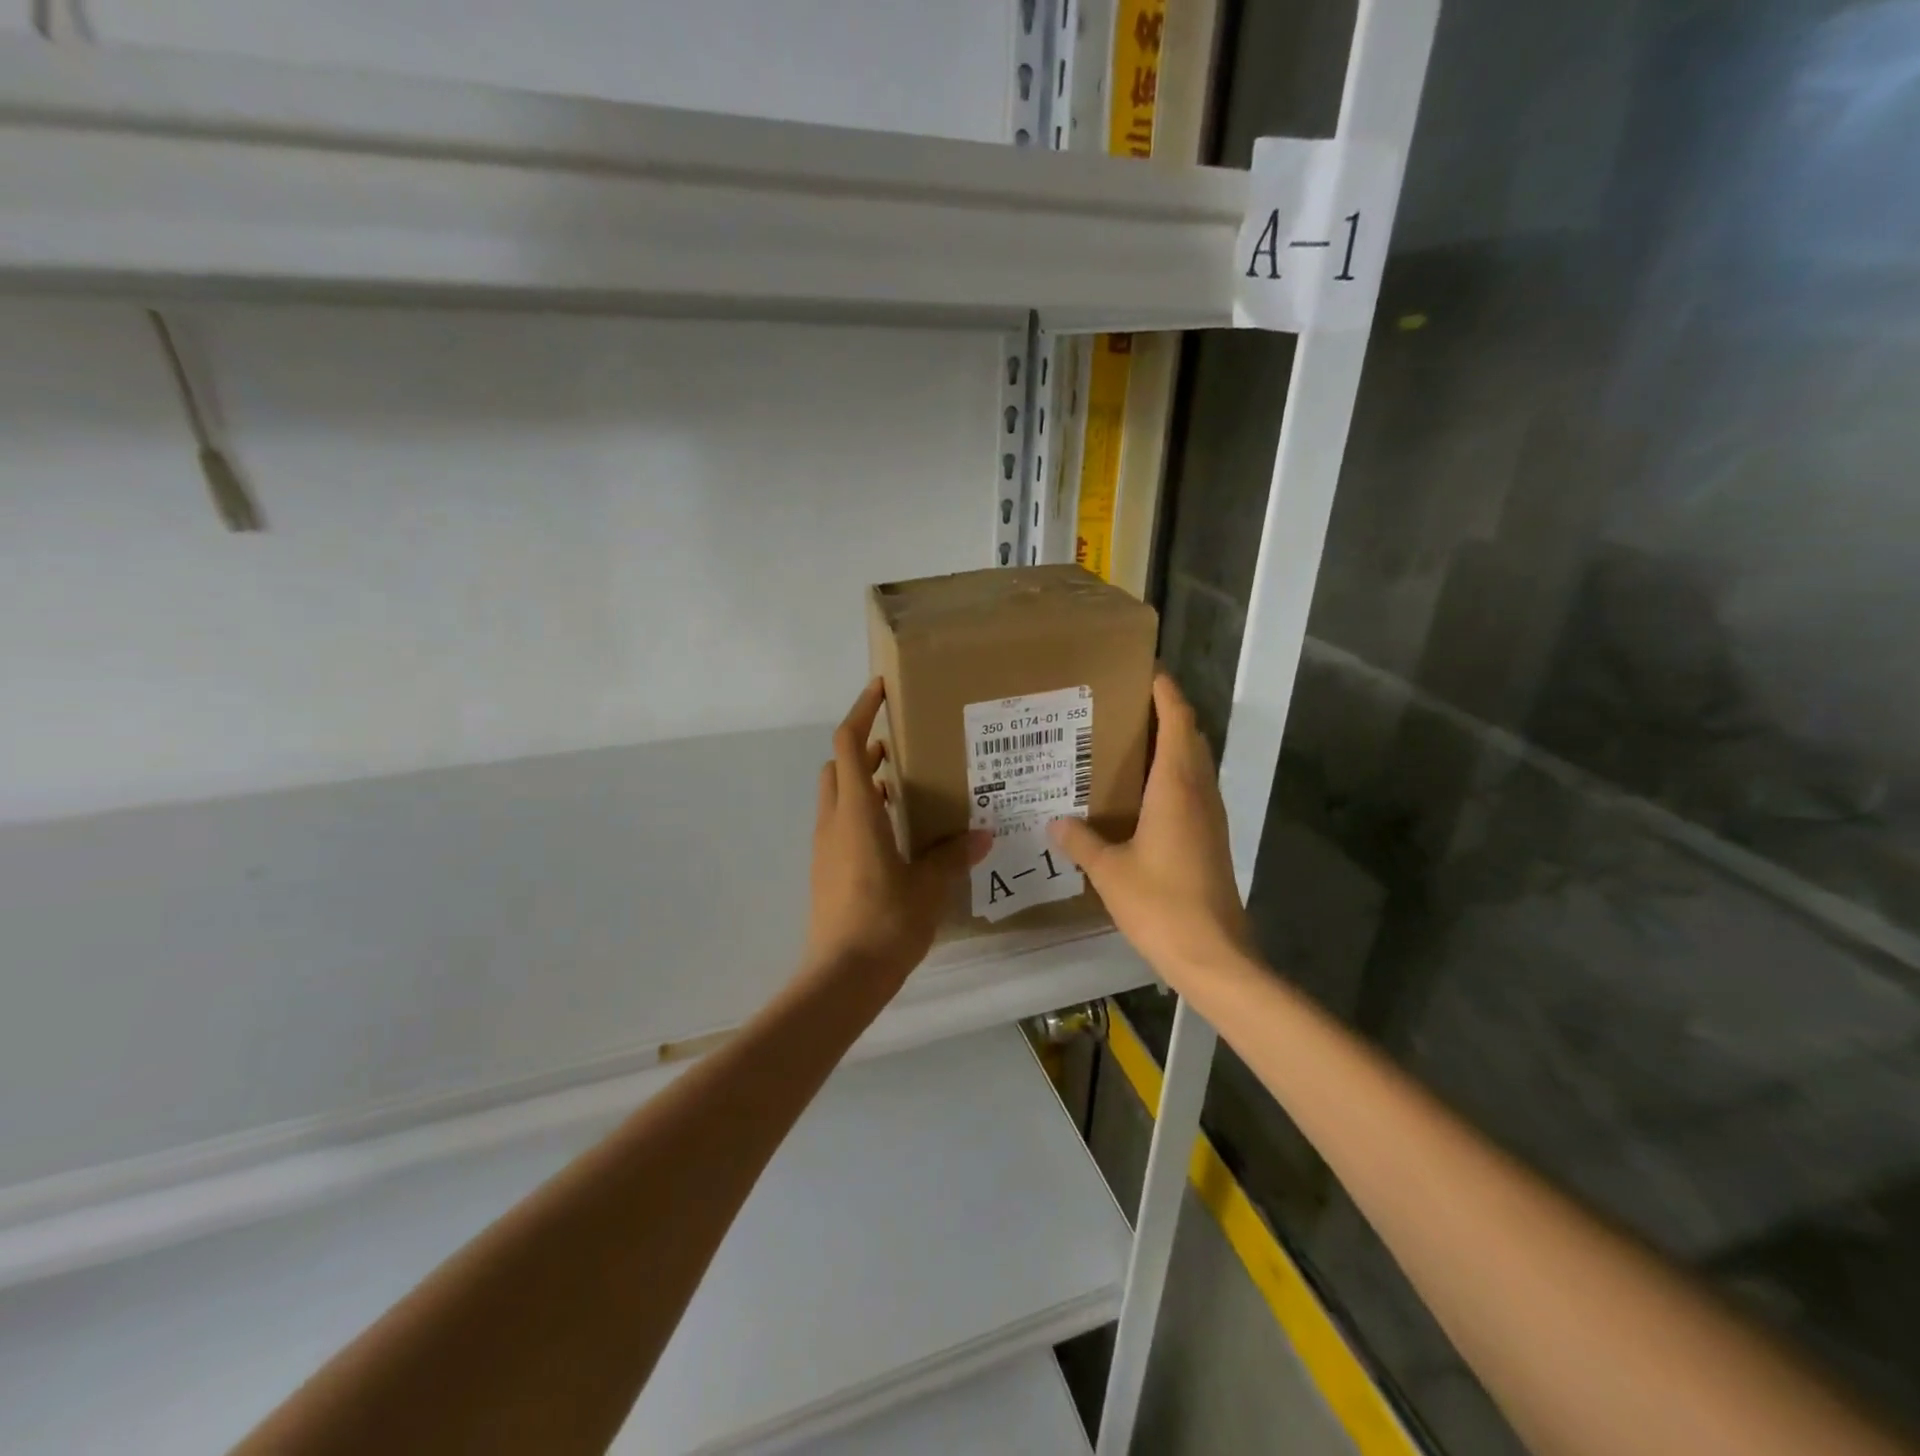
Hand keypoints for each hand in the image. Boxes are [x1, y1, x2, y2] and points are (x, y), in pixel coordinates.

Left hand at [804, 679, 989, 989]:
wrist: (842, 977)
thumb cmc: (885, 922)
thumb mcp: (928, 886)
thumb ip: (951, 856)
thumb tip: (981, 835)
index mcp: (856, 813)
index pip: (848, 744)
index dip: (861, 711)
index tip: (881, 690)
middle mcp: (834, 822)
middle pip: (838, 765)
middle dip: (863, 747)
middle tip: (900, 745)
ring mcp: (825, 847)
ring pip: (838, 795)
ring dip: (863, 781)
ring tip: (904, 785)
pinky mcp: (826, 869)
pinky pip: (841, 823)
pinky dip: (862, 812)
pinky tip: (895, 832)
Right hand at [1049, 672, 1253, 985]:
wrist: (1213, 954)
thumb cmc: (1161, 904)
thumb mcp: (1109, 871)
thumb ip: (1081, 841)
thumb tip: (1056, 821)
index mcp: (1176, 788)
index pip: (1178, 723)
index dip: (1167, 694)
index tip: (1148, 672)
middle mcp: (1199, 793)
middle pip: (1191, 738)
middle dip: (1167, 713)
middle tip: (1126, 706)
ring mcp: (1211, 817)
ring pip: (1195, 764)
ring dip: (1173, 744)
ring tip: (1130, 741)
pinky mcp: (1212, 839)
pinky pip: (1194, 789)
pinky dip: (1174, 774)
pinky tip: (1144, 793)